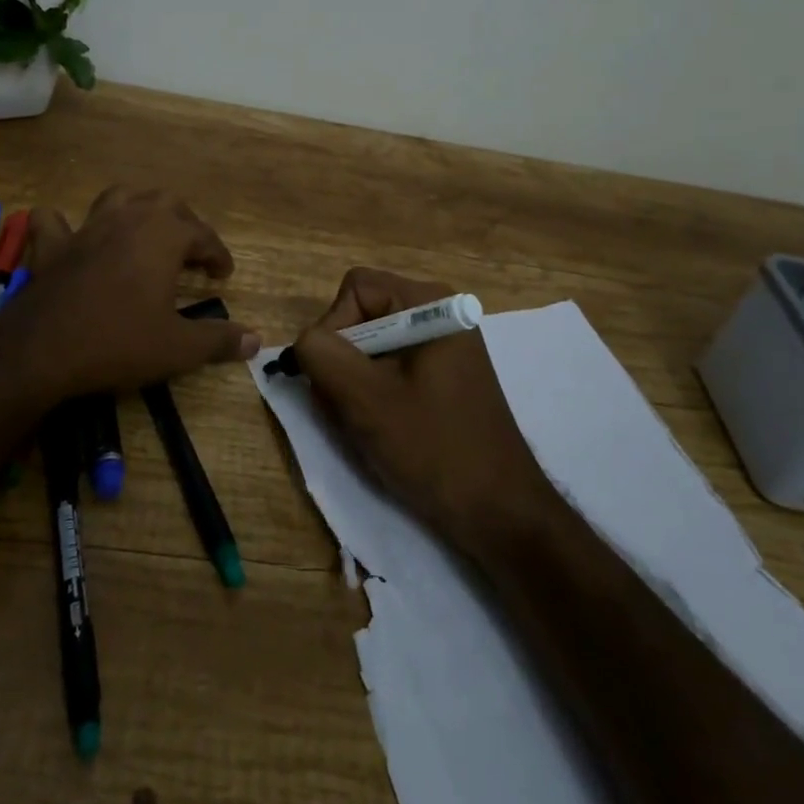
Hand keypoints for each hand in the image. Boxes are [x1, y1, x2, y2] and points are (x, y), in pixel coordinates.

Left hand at [0, 187, 261, 404]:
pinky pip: (54, 222)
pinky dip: (63, 224)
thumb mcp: (178, 348)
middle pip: (165, 203)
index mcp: (163, 235)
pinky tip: (70, 236)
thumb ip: (218, 341)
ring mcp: (87, 228)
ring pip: (118, 197)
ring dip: (136, 208)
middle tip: (190, 251)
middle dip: (184, 222)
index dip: (217, 254)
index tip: (223, 275)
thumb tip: (255, 341)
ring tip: (144, 230)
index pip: (203, 235)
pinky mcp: (53, 246)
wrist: (43, 350)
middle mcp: (128, 219)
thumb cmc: (119, 342)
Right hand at [292, 268, 551, 554]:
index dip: (333, 328)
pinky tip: (383, 428)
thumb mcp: (365, 399)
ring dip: (354, 383)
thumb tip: (305, 342)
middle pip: (362, 315)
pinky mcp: (443, 375)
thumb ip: (322, 355)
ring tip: (366, 424)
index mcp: (429, 303)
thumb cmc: (434, 448)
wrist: (499, 513)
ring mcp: (443, 345)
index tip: (336, 379)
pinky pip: (390, 367)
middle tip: (348, 407)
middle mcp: (438, 312)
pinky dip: (374, 393)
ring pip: (371, 346)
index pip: (354, 289)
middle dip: (343, 360)